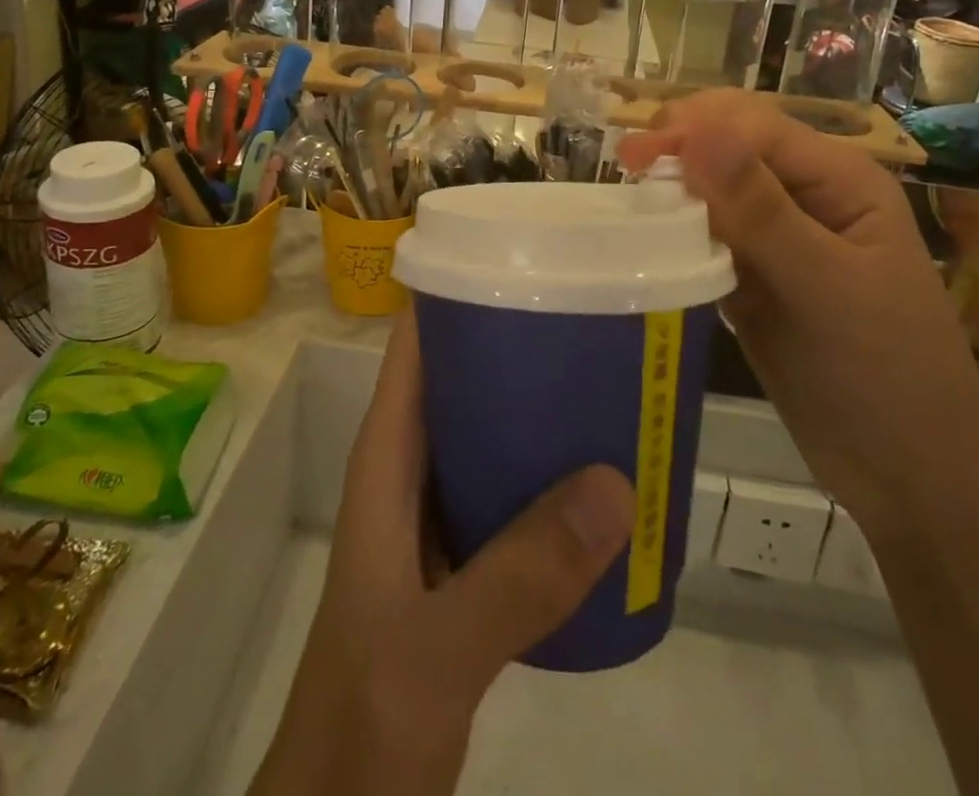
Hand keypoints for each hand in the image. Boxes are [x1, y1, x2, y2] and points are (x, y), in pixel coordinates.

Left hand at [252, 316, 634, 795]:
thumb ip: (517, 576)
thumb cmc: (363, 717)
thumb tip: (615, 483)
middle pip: (465, 376)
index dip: (461, 292)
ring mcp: (440, 514)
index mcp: (388, 456)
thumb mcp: (434, 648)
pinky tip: (608, 479)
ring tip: (616, 380)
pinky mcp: (467, 559)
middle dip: (523, 343)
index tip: (529, 260)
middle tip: (599, 317)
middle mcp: (413, 468)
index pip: (418, 343)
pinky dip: (554, 474)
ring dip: (543, 407)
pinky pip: (514, 490)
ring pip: (493, 432)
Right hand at [619, 88, 978, 536]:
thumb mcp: (824, 286)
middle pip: (729, 149)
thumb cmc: (884, 376)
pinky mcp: (756, 277)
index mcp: (840, 179)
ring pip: (713, 192)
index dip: (692, 129)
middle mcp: (808, 195)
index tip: (631, 155)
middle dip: (678, 151)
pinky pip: (708, 238)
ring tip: (631, 211)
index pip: (752, 127)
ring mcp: (780, 238)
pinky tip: (652, 247)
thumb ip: (760, 208)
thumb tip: (696, 132)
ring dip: (673, 194)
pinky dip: (678, 236)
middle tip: (626, 174)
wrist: (910, 477)